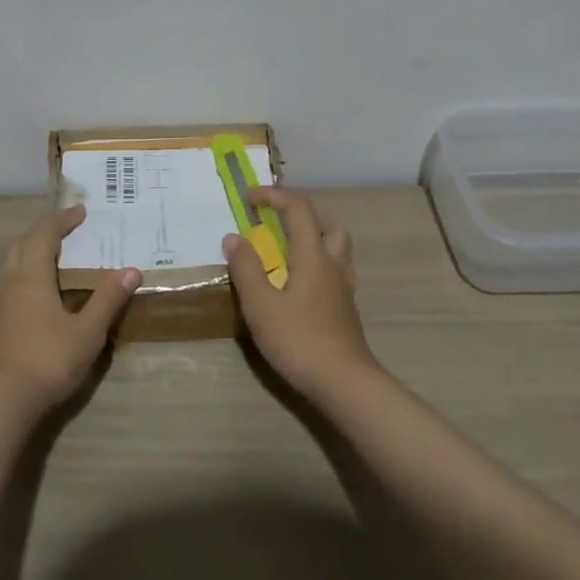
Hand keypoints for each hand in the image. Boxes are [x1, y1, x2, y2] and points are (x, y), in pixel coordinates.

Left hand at [0, 205, 138, 417]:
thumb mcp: (87, 331)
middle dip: (43, 232)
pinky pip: (9, 286)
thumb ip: (108, 299)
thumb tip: (131, 270)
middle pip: (22, 244)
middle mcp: (9, 283)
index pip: (44, 234)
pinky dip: (26, 277)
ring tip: (56, 261)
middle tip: (67, 230)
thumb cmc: (46, 360)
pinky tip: (41, 297)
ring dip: (32, 254)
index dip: (62, 219)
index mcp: (30, 276)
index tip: (80, 211)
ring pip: (11, 266)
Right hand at [224, 187, 380, 400]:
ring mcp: (343, 287)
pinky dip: (317, 261)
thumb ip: (246, 268)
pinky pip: (334, 268)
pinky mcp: (345, 308)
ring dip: (313, 235)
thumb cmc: (299, 340)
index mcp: (313, 255)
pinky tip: (299, 282)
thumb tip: (234, 237)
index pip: (298, 209)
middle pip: (326, 222)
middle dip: (300, 212)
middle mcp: (333, 263)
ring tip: (287, 247)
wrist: (345, 383)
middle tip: (275, 219)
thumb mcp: (261, 305)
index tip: (249, 198)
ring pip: (336, 245)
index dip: (274, 196)